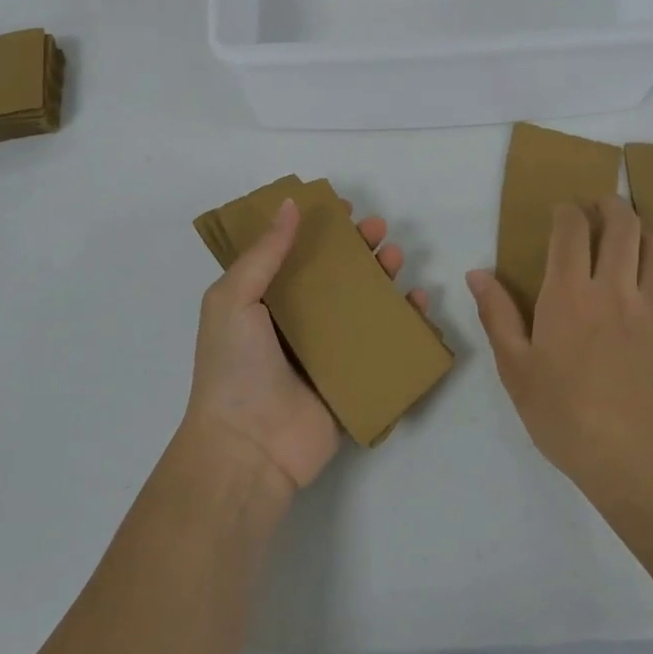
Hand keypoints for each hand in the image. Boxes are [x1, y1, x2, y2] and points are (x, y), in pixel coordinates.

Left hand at [185, 198, 428, 497]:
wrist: (249, 449)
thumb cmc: (234, 367)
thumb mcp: (234, 299)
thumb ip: (264, 253)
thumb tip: (291, 204)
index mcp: (265, 302)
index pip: (296, 255)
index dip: (319, 230)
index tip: (343, 209)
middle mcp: (297, 323)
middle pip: (335, 277)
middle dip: (358, 249)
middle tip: (378, 229)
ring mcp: (327, 352)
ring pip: (362, 305)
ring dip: (382, 277)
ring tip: (395, 256)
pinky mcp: (353, 380)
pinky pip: (383, 345)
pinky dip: (405, 322)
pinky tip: (419, 302)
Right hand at [467, 195, 652, 497]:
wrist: (636, 462)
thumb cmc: (564, 416)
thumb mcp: (516, 369)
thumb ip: (497, 315)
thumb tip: (478, 272)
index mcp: (568, 294)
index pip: (572, 229)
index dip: (568, 211)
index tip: (563, 213)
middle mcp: (615, 289)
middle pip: (623, 224)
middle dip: (612, 206)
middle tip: (604, 209)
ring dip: (645, 235)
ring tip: (635, 244)